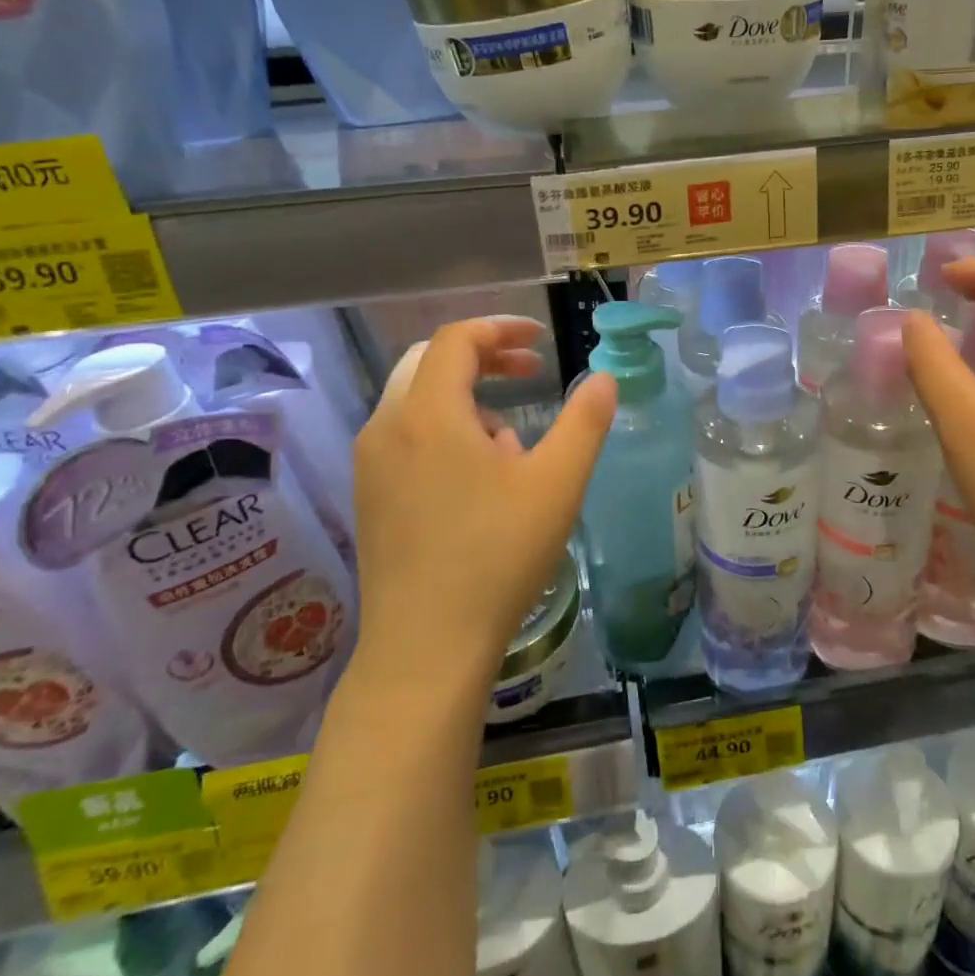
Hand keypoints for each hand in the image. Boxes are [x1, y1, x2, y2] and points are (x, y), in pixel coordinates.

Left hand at [352, 317, 616, 676]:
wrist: (425, 647)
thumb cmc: (496, 557)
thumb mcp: (557, 484)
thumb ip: (585, 422)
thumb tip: (605, 378)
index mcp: (428, 413)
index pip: (458, 339)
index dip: (503, 328)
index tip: (542, 340)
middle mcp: (388, 426)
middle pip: (431, 361)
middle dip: (484, 355)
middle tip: (530, 370)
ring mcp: (371, 463)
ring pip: (417, 399)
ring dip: (466, 395)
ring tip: (512, 435)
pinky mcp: (369, 494)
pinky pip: (406, 434)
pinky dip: (445, 427)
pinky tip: (479, 475)